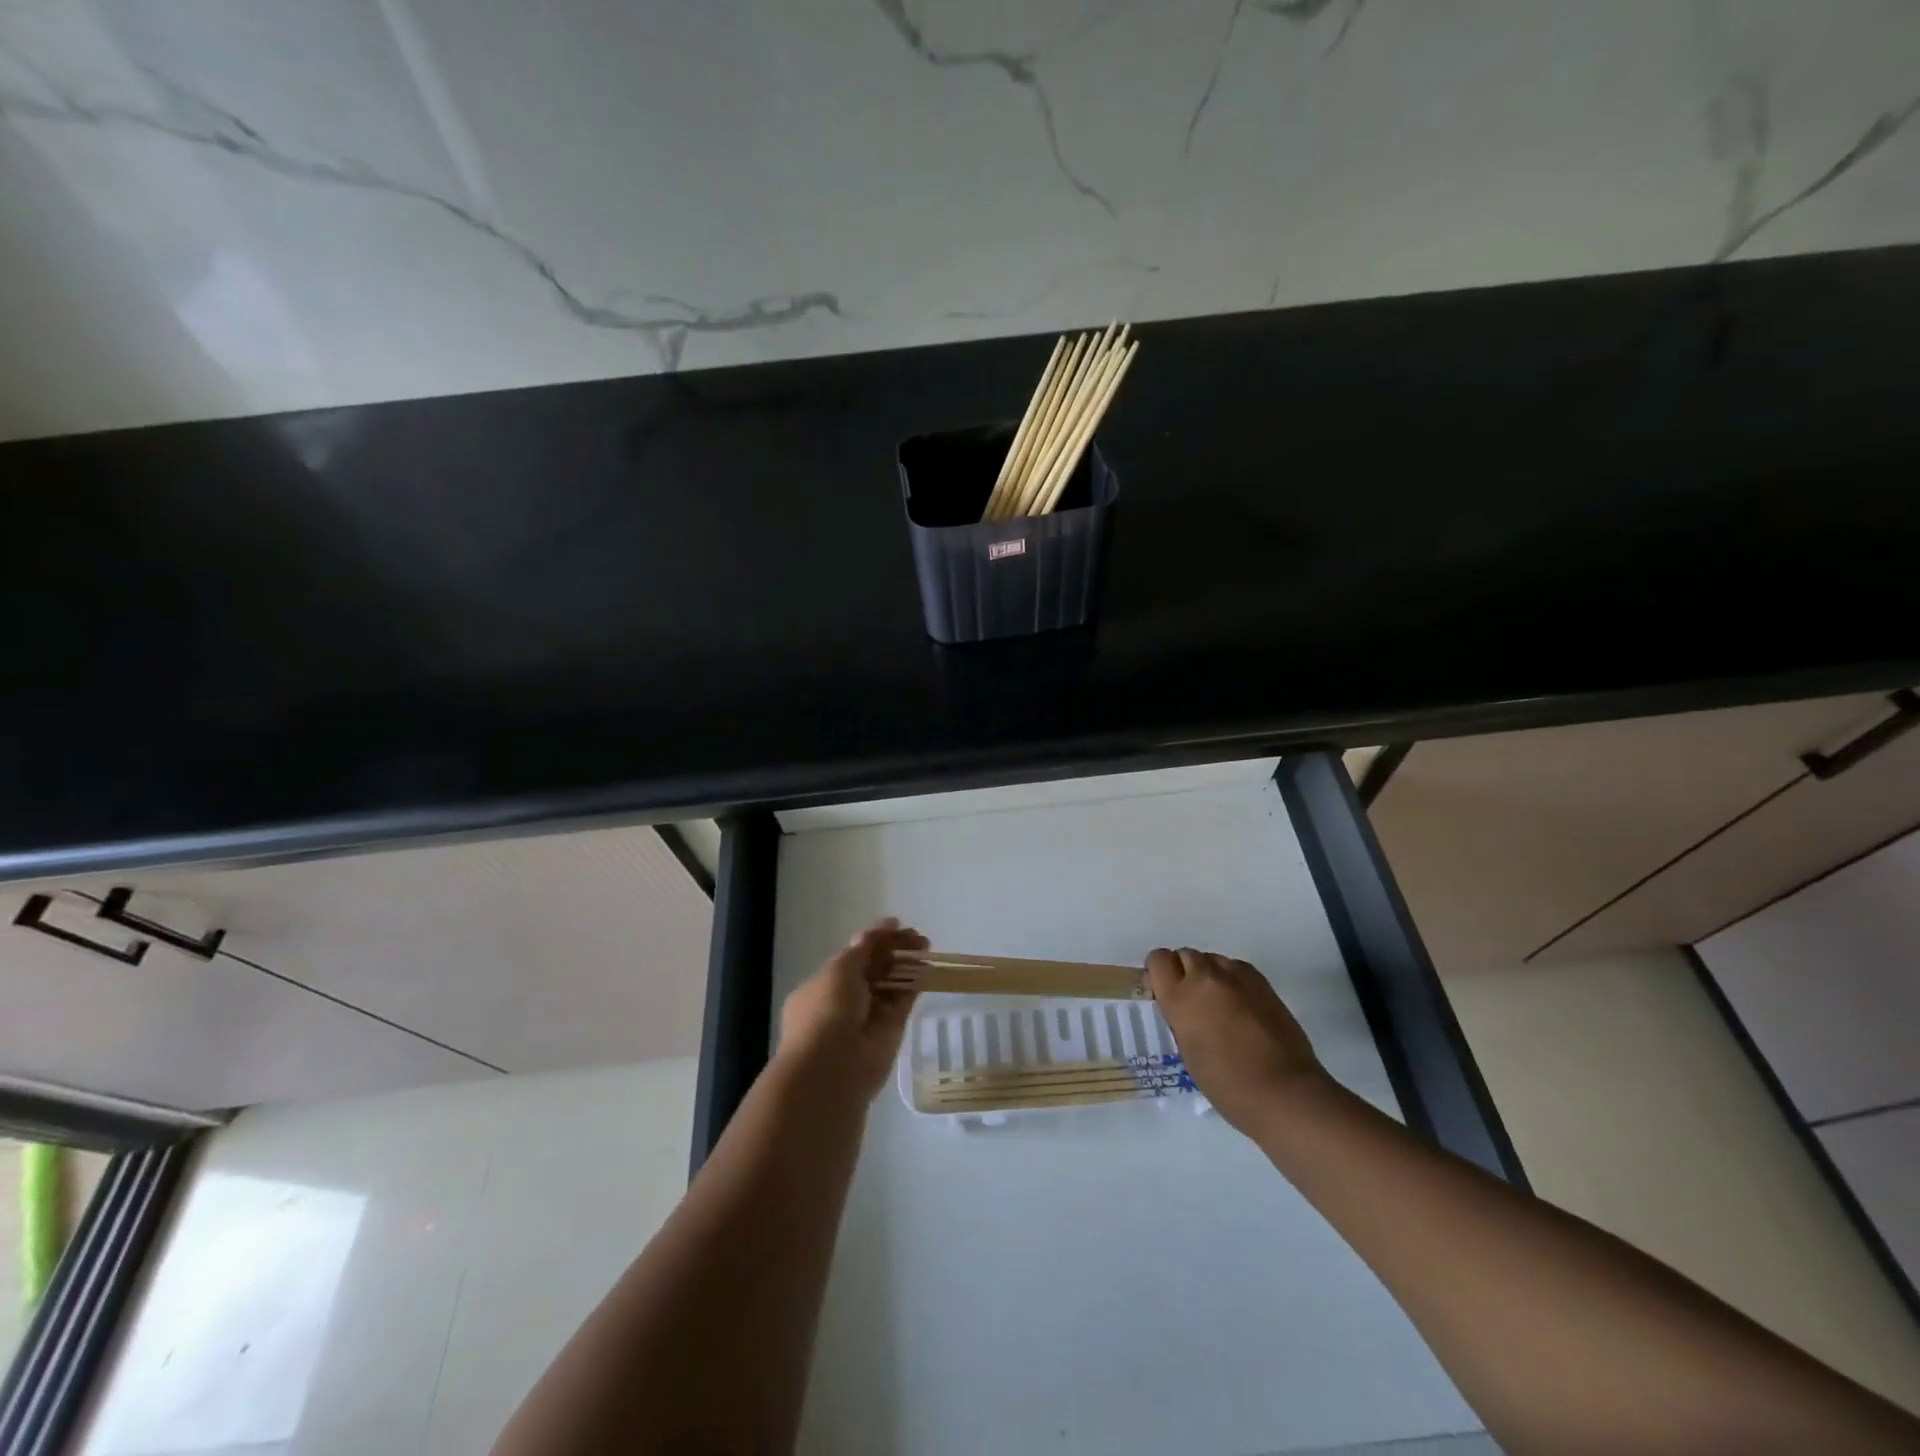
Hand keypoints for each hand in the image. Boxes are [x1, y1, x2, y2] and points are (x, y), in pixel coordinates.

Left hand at [777, 919, 924, 1098]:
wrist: (832, 1067)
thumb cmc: (826, 1010)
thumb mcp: (840, 968)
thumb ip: (864, 947)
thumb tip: (885, 925)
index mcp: (822, 986)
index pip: (851, 958)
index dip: (873, 941)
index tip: (896, 925)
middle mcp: (843, 1001)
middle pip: (873, 969)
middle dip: (893, 950)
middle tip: (916, 936)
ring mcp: (867, 1017)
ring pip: (889, 985)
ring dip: (906, 965)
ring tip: (925, 946)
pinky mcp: (889, 1031)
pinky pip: (902, 1002)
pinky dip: (913, 985)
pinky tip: (926, 968)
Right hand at [1147, 947, 1326, 1134]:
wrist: (1283, 1090)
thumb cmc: (1227, 1083)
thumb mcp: (1187, 1050)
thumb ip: (1180, 1018)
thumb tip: (1183, 1009)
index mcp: (1180, 997)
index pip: (1158, 959)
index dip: (1159, 973)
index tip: (1164, 993)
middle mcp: (1205, 977)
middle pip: (1185, 954)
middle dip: (1184, 972)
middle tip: (1193, 1001)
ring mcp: (1236, 975)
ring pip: (1212, 959)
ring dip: (1209, 974)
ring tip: (1219, 1003)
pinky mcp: (1261, 981)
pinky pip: (1236, 967)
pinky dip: (1232, 980)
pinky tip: (1241, 1005)